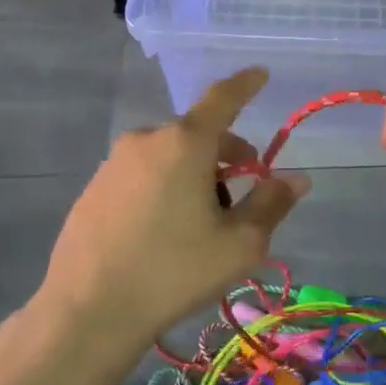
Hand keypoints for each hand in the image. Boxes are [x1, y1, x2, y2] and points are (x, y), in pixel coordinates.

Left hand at [35, 68, 309, 344]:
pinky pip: (142, 174)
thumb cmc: (174, 271)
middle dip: (226, 154)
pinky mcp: (93, 188)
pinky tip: (164, 232)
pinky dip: (164, 186)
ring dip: (194, 174)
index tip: (260, 74)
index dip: (246, 84)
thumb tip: (297, 178)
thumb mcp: (239, 243)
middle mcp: (147, 140)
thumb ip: (271, 203)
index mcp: (185, 142)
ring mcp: (114, 163)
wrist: (88, 310)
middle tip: (244, 190)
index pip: (223, 98)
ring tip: (202, 223)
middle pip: (198, 134)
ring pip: (169, 156)